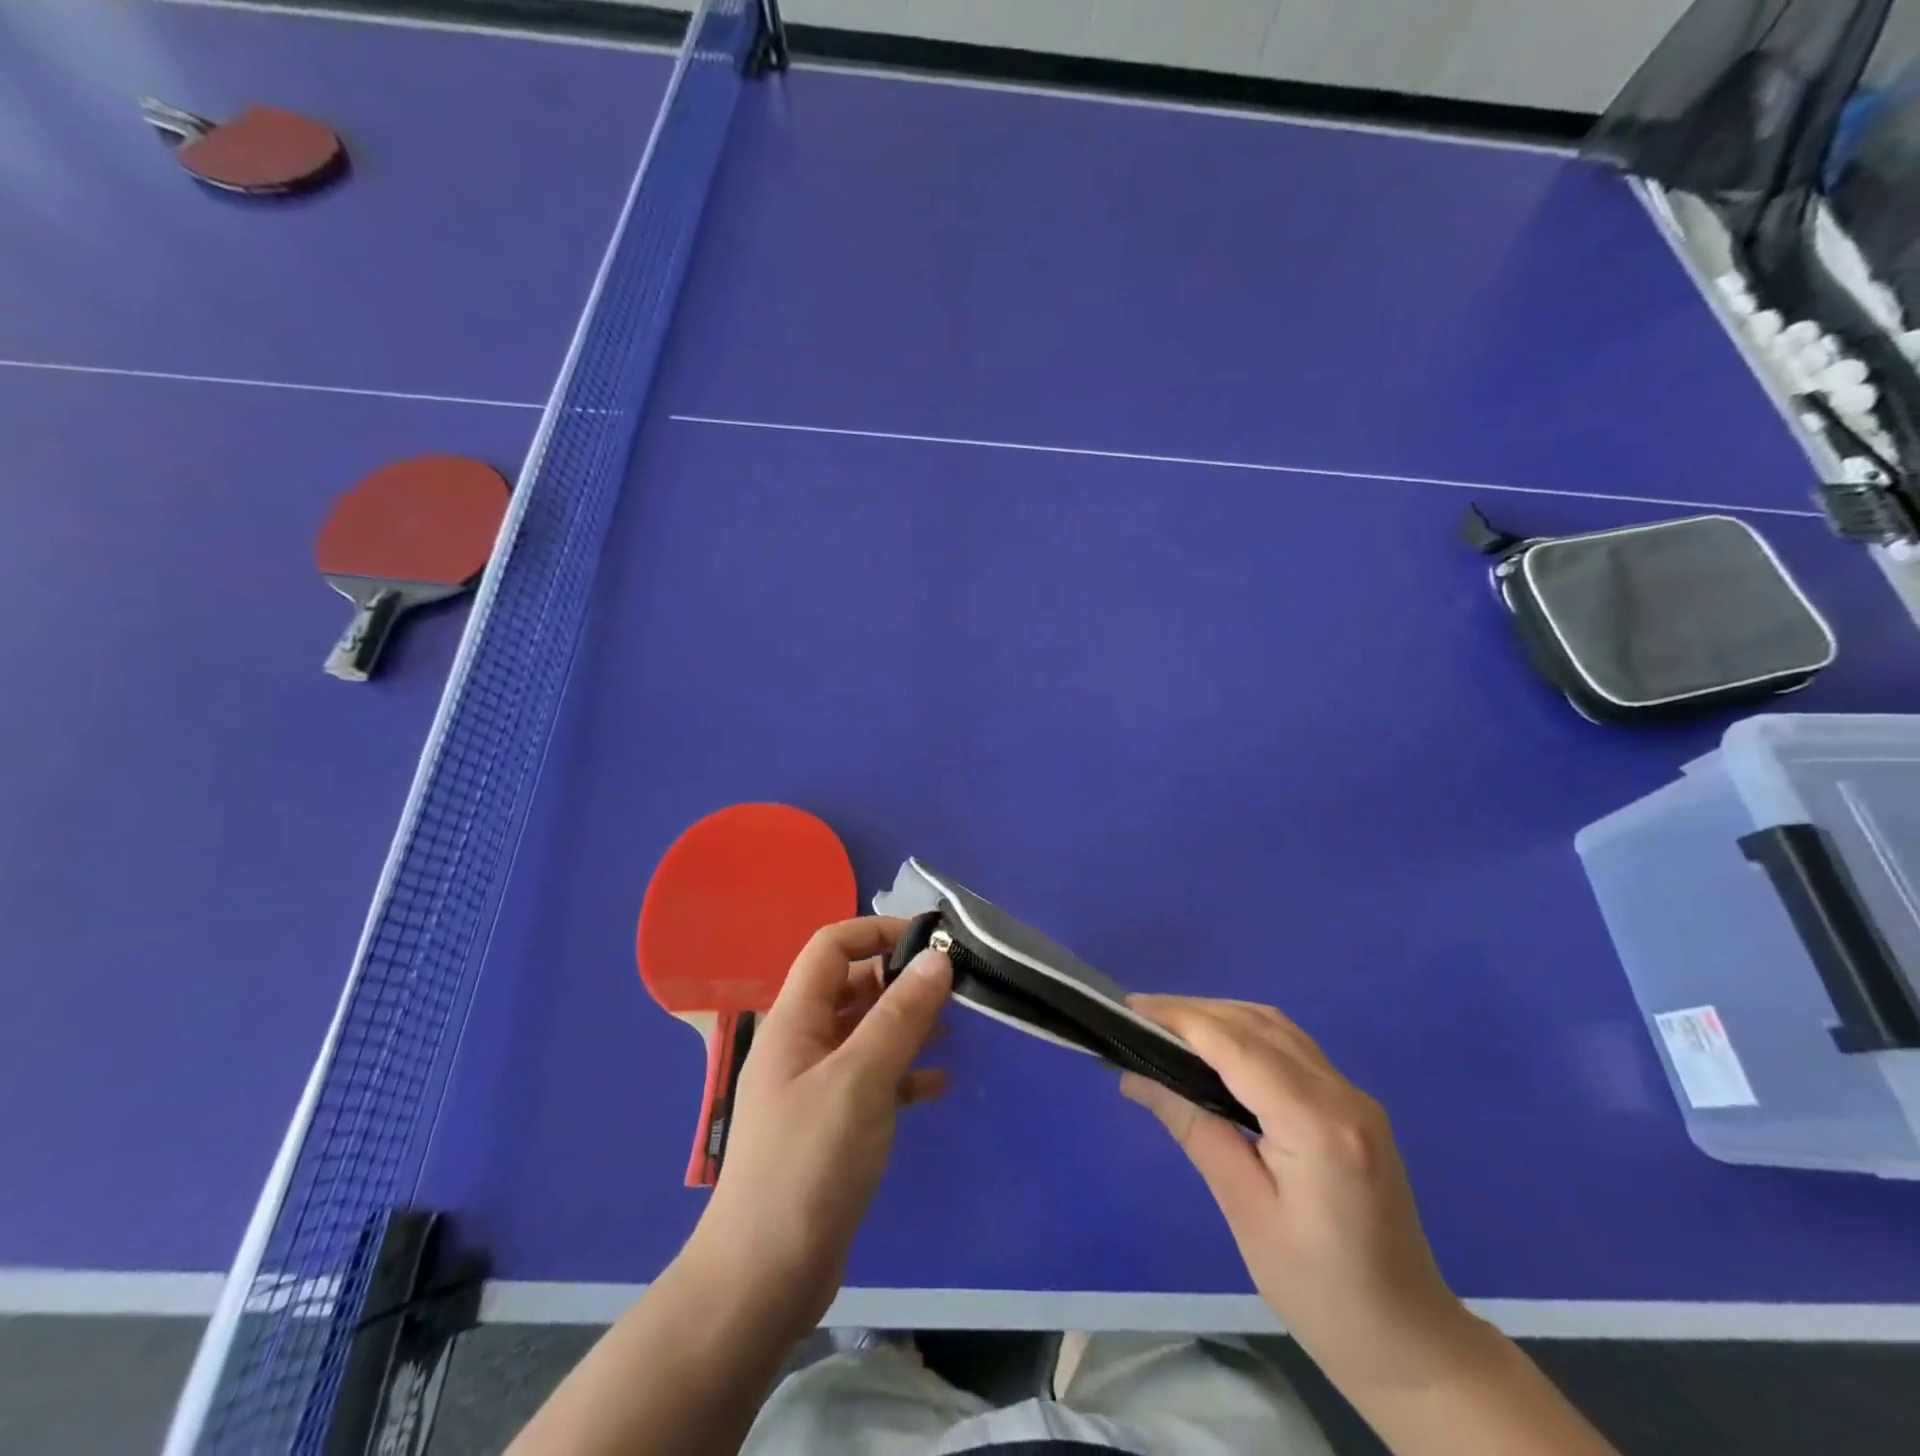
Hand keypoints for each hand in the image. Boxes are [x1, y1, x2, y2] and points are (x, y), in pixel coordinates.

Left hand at [689, 916, 951, 1330]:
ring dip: (908, 1024)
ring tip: (955, 1029)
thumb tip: (938, 958)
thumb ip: (900, 1015)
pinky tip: (940, 1085)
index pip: (831, 946)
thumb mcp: (860, 1080)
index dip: (877, 931)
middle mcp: (802, 1043)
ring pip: (867, 1033)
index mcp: (795, 1019)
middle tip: (954, 989)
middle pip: (852, 987)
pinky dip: (905, 1074)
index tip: (930, 941)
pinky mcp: (833, 1125)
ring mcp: (816, 1086)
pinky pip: (874, 1080)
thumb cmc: (808, 1163)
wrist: (763, 1279)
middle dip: (901, 980)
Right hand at [1122, 996, 1476, 1392]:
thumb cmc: (1320, 1293)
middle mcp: (1343, 1095)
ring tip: (1168, 1026)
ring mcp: (1355, 1096)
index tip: (1131, 1008)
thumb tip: (1137, 1077)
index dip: (1181, 1019)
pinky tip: (1217, 1047)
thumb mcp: (1245, 1212)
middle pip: (1257, 1025)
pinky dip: (1247, 1033)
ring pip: (1277, 1028)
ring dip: (1221, 1016)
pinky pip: (1292, 1047)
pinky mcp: (1354, 1104)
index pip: (1238, 1047)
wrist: (1410, 1342)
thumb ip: (1195, 1131)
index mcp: (1318, 1127)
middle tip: (1139, 1015)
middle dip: (1195, 1012)